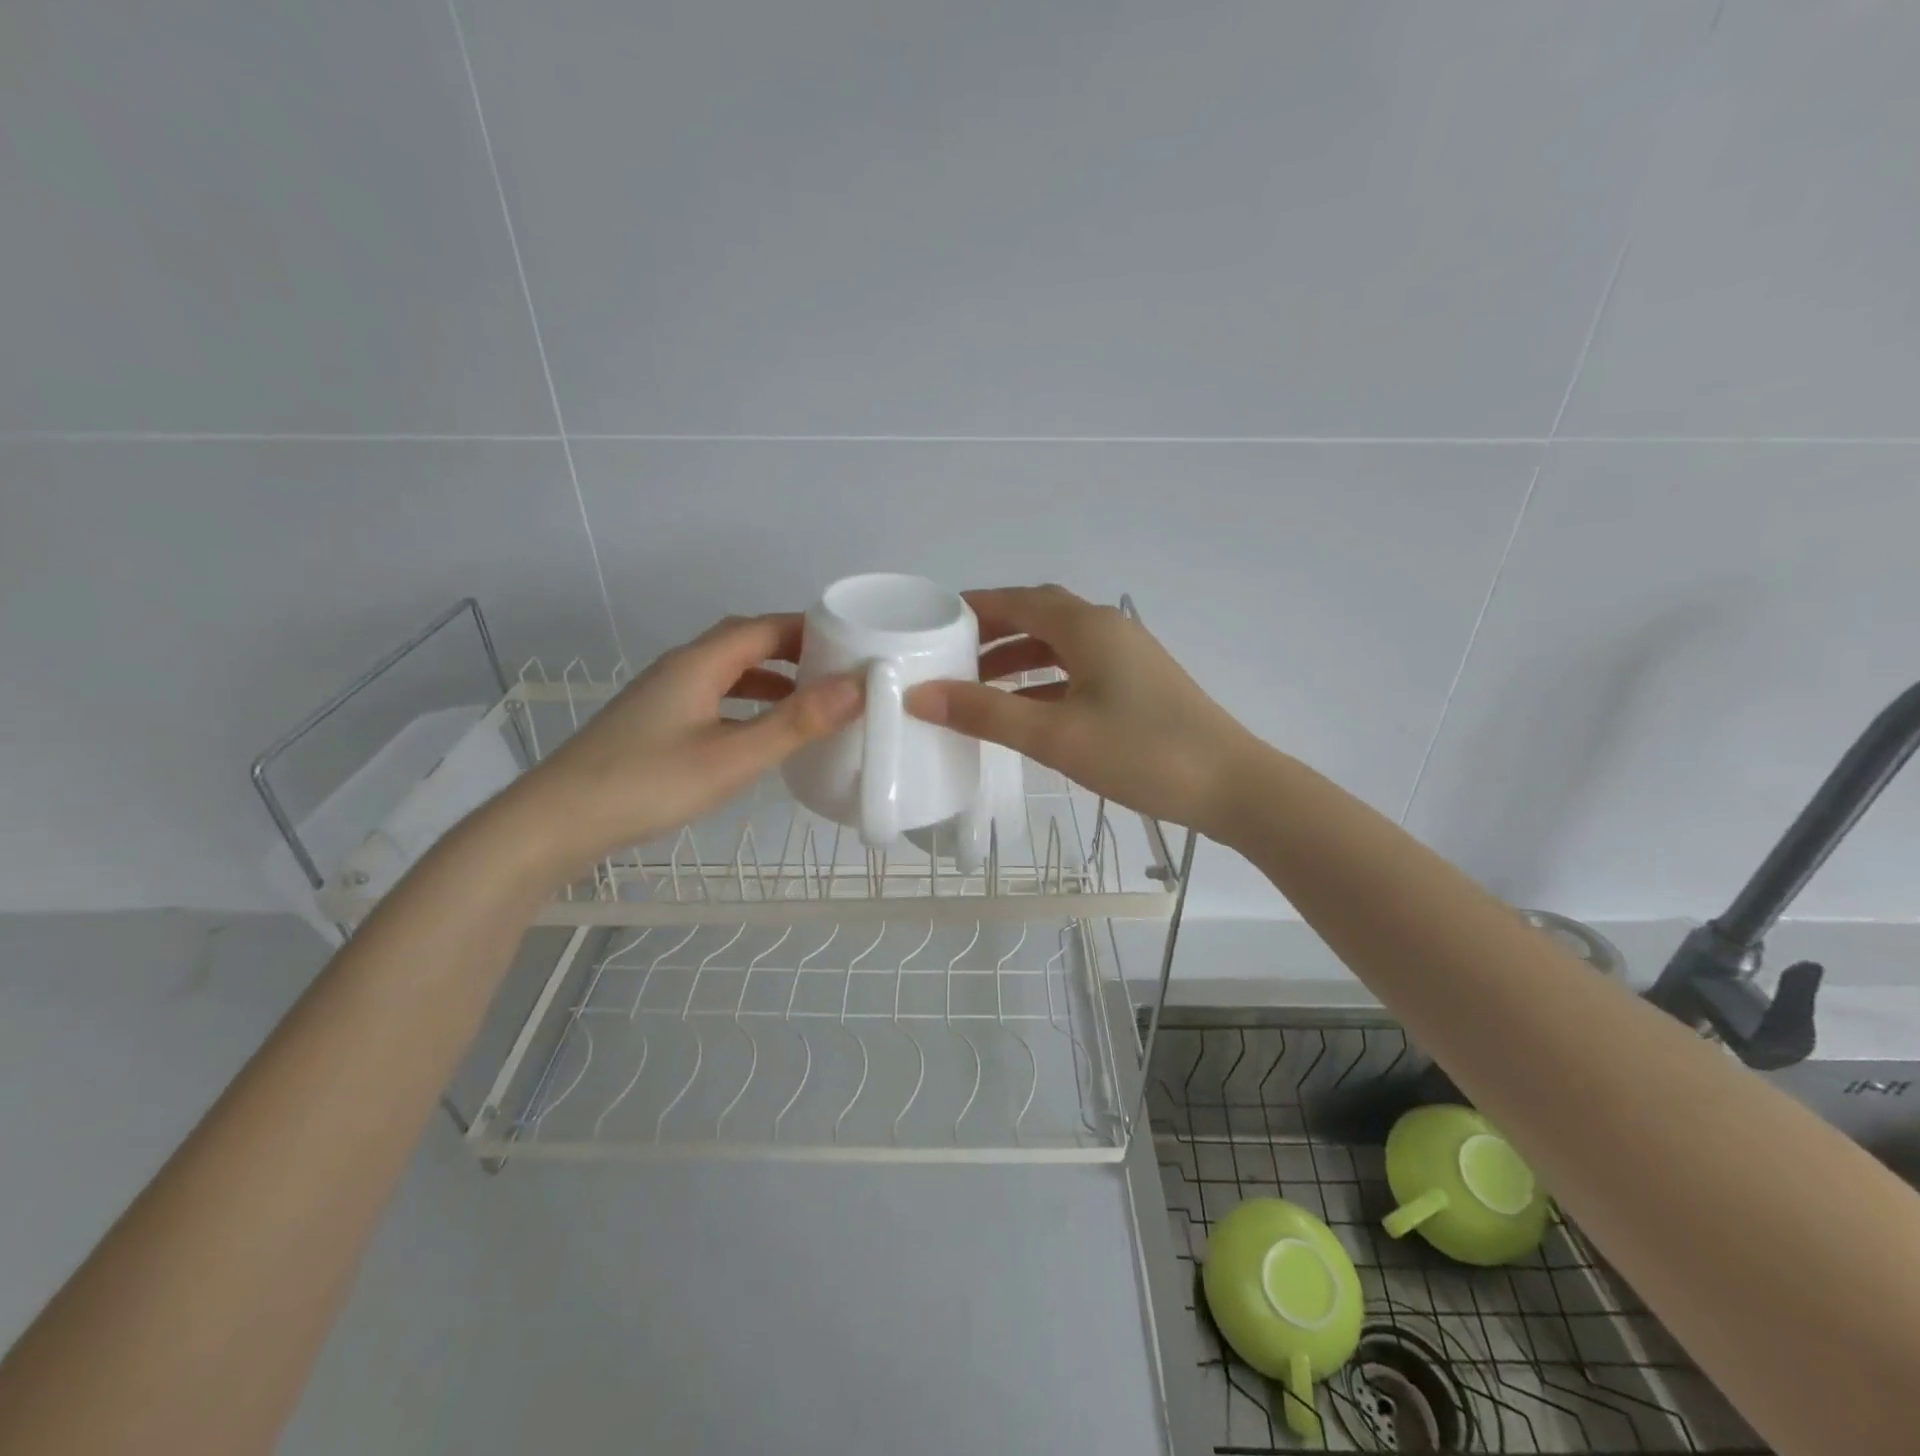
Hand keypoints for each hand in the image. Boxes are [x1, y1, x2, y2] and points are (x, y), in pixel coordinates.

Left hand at [525, 614, 859, 865]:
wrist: (556, 822)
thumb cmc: (648, 784)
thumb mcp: (733, 757)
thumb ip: (795, 722)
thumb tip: (857, 686)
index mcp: (700, 662)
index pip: (765, 626)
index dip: (811, 629)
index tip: (855, 643)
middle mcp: (681, 668)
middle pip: (745, 642)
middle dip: (795, 651)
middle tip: (839, 671)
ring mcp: (664, 696)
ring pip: (728, 672)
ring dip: (771, 678)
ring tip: (811, 700)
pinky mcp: (655, 724)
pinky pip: (714, 697)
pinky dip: (747, 703)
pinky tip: (759, 733)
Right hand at [906, 585, 1259, 838]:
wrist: (1232, 787)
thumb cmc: (1141, 753)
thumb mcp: (1054, 735)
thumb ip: (986, 713)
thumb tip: (919, 695)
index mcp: (1086, 626)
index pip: (1015, 600)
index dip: (971, 608)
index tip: (930, 625)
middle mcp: (1106, 628)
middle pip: (1036, 617)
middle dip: (990, 634)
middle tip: (947, 658)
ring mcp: (1126, 656)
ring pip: (1057, 646)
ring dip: (1016, 659)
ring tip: (975, 687)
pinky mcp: (1136, 685)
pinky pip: (1076, 670)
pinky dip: (1043, 681)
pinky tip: (1024, 710)